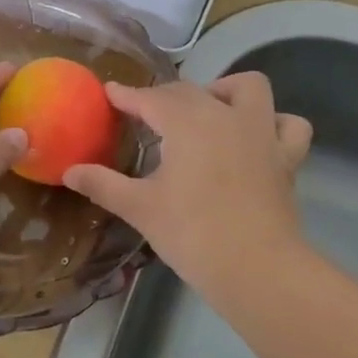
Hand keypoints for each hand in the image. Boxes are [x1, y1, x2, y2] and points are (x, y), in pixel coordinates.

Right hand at [64, 73, 312, 300]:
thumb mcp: (139, 208)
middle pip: (190, 91)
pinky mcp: (286, 158)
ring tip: (208, 110)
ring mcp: (261, 133)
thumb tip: (69, 171)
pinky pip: (289, 125)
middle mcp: (225, 115)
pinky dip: (274, 122)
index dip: (127, 95)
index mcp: (187, 123)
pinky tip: (256, 136)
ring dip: (226, 91)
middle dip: (165, 96)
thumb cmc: (192, 233)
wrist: (256, 268)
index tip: (110, 93)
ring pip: (248, 89)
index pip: (151, 99)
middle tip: (145, 114)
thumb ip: (102, 184)